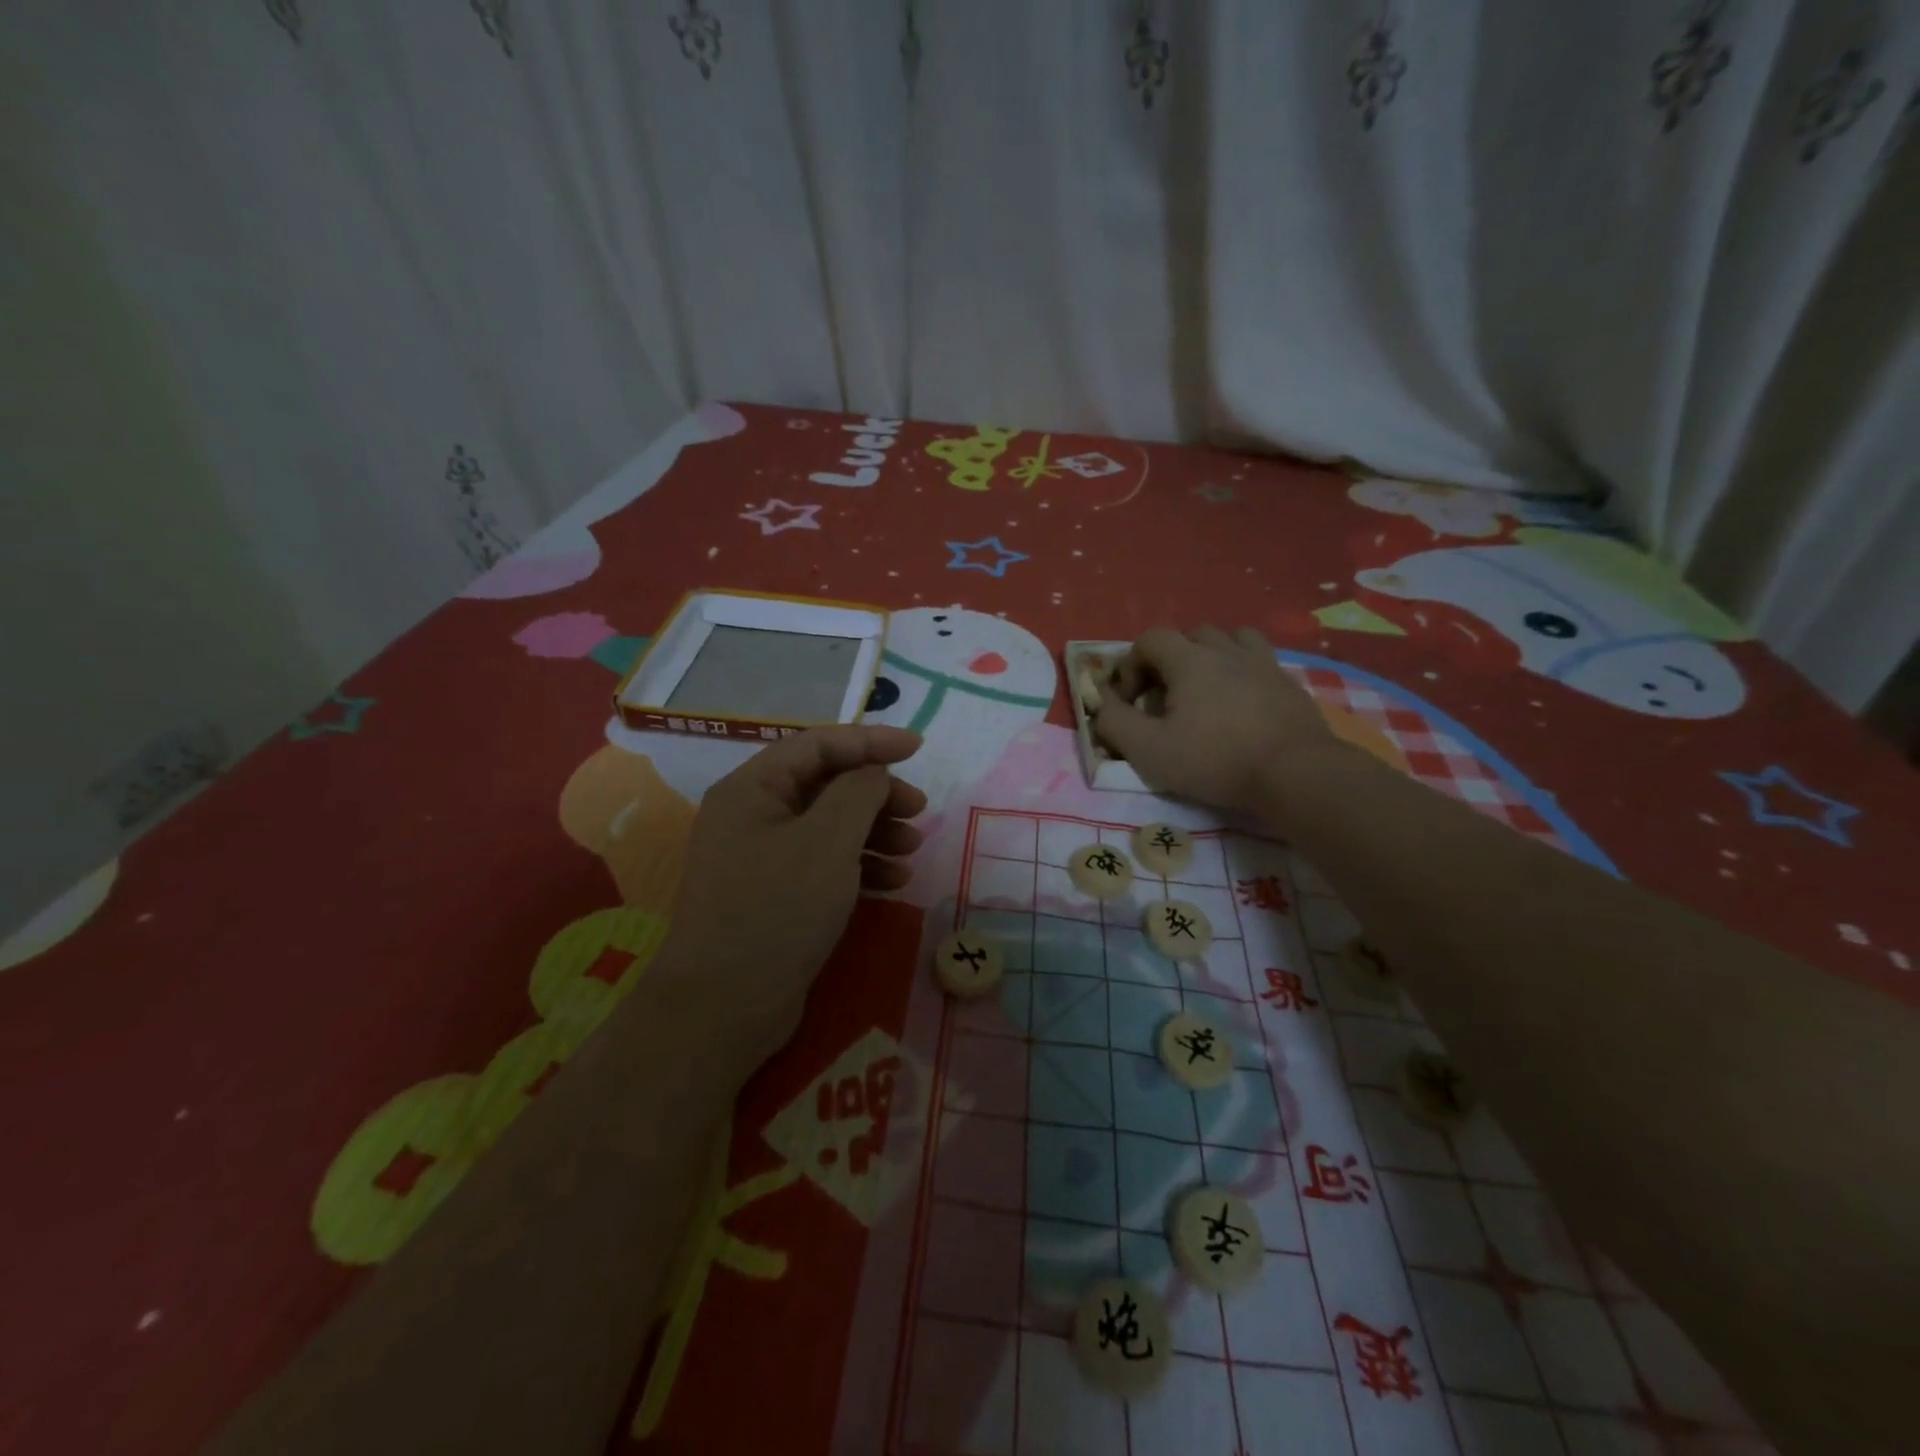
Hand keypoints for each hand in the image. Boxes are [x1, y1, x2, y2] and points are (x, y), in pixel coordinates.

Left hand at [658, 726, 926, 1063]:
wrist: (723, 1008)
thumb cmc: (776, 910)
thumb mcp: (827, 842)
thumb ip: (858, 793)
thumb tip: (872, 772)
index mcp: (752, 788)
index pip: (818, 745)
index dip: (870, 740)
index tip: (917, 748)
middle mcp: (752, 816)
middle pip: (825, 785)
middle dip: (876, 793)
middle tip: (919, 810)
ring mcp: (761, 859)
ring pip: (828, 827)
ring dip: (874, 832)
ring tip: (913, 848)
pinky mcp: (774, 897)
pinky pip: (823, 864)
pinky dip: (860, 866)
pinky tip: (894, 882)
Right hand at [1092, 625, 1344, 822]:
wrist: (1296, 774)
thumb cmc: (1215, 760)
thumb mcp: (1149, 750)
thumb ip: (1115, 723)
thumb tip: (1101, 706)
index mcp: (1189, 660)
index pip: (1150, 639)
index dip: (1131, 665)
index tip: (1130, 700)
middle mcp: (1226, 650)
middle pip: (1190, 635)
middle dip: (1170, 660)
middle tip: (1166, 697)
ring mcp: (1263, 664)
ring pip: (1230, 640)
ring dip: (1210, 657)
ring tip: (1206, 690)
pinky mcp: (1289, 683)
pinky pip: (1259, 661)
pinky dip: (1243, 672)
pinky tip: (1241, 703)